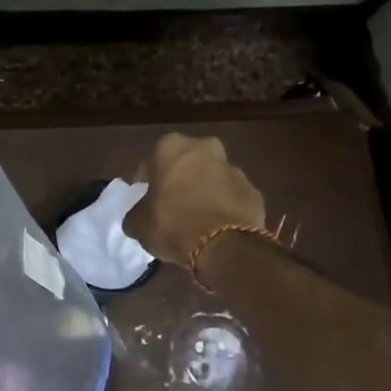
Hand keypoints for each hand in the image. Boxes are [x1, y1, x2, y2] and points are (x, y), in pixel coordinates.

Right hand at [124, 133, 265, 266]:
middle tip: (171, 202)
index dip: (146, 179)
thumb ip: (136, 214)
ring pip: (212, 176)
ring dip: (203, 190)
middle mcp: (204, 148)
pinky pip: (231, 196)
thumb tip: (139, 217)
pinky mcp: (253, 191)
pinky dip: (223, 206)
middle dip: (179, 178)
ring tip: (195, 217)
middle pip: (186, 162)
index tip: (144, 197)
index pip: (151, 160)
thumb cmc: (172, 223)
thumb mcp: (138, 224)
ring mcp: (233, 168)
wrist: (224, 244)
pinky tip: (215, 227)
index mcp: (171, 147)